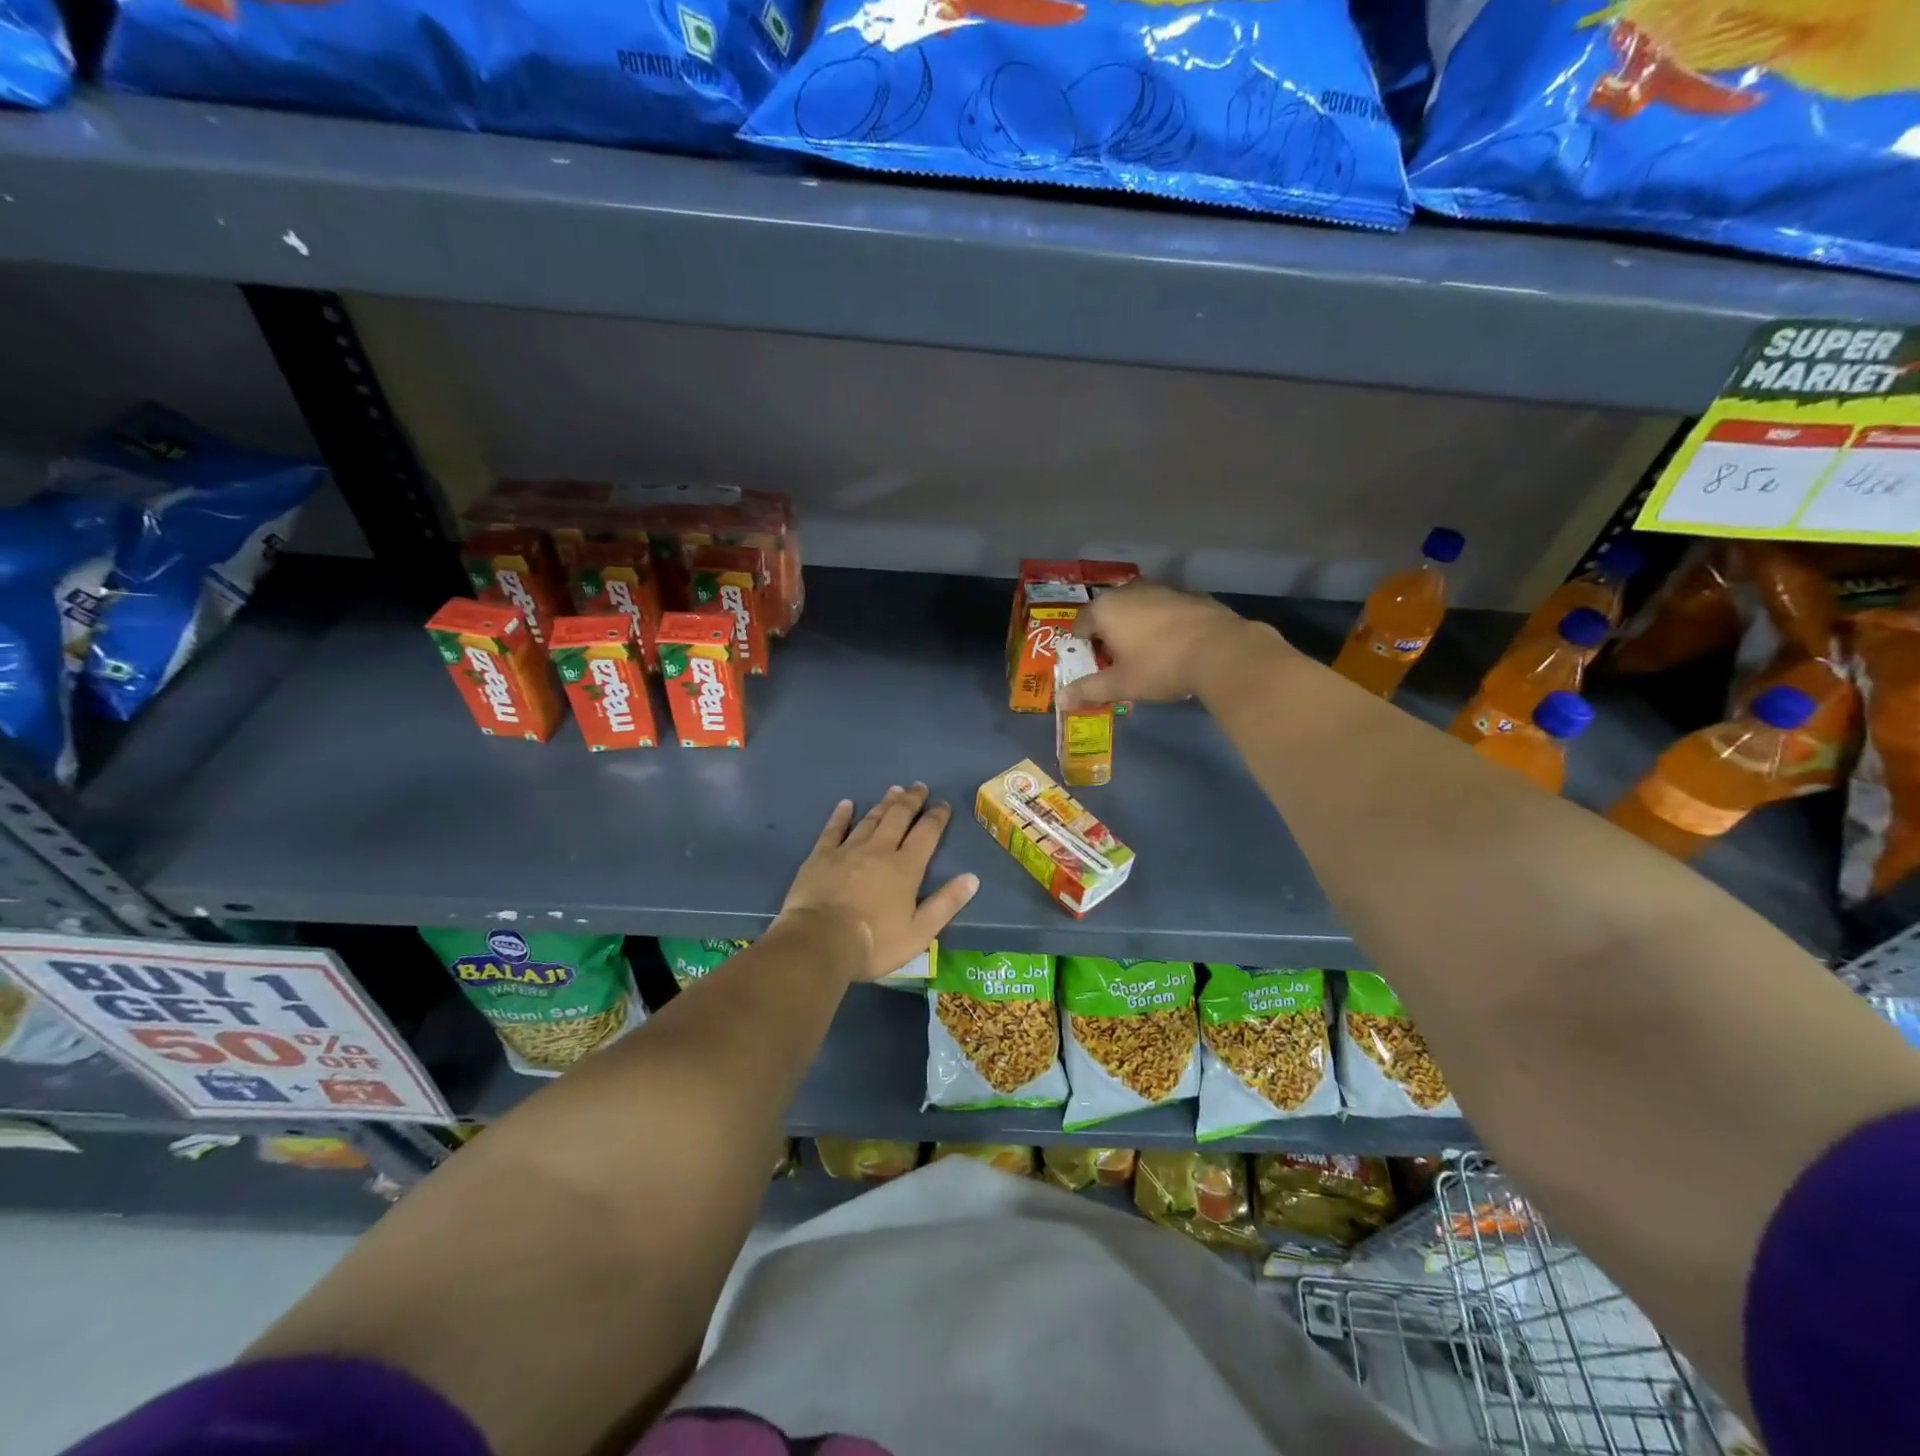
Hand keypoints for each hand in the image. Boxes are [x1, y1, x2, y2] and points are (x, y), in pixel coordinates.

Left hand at [777, 784, 979, 982]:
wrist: (820, 942)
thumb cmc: (874, 943)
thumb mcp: (919, 932)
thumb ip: (946, 903)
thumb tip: (972, 877)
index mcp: (905, 867)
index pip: (926, 834)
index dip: (936, 817)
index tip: (942, 805)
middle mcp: (879, 850)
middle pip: (898, 817)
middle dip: (911, 800)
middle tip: (918, 786)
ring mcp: (848, 850)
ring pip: (870, 819)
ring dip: (884, 803)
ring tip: (894, 790)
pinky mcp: (821, 857)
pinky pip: (834, 829)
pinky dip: (841, 815)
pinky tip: (846, 804)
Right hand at [1060, 582, 1290, 708]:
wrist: (1221, 651)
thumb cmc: (1160, 666)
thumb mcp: (1120, 684)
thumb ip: (1088, 690)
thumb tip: (1060, 700)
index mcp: (1106, 609)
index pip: (1080, 624)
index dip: (1082, 647)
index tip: (1092, 666)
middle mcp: (1130, 591)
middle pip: (1109, 614)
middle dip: (1109, 636)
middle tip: (1117, 664)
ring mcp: (1162, 590)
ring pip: (1138, 610)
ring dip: (1136, 629)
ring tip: (1146, 657)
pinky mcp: (1190, 596)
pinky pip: (1164, 611)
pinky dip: (1162, 626)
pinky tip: (1174, 648)